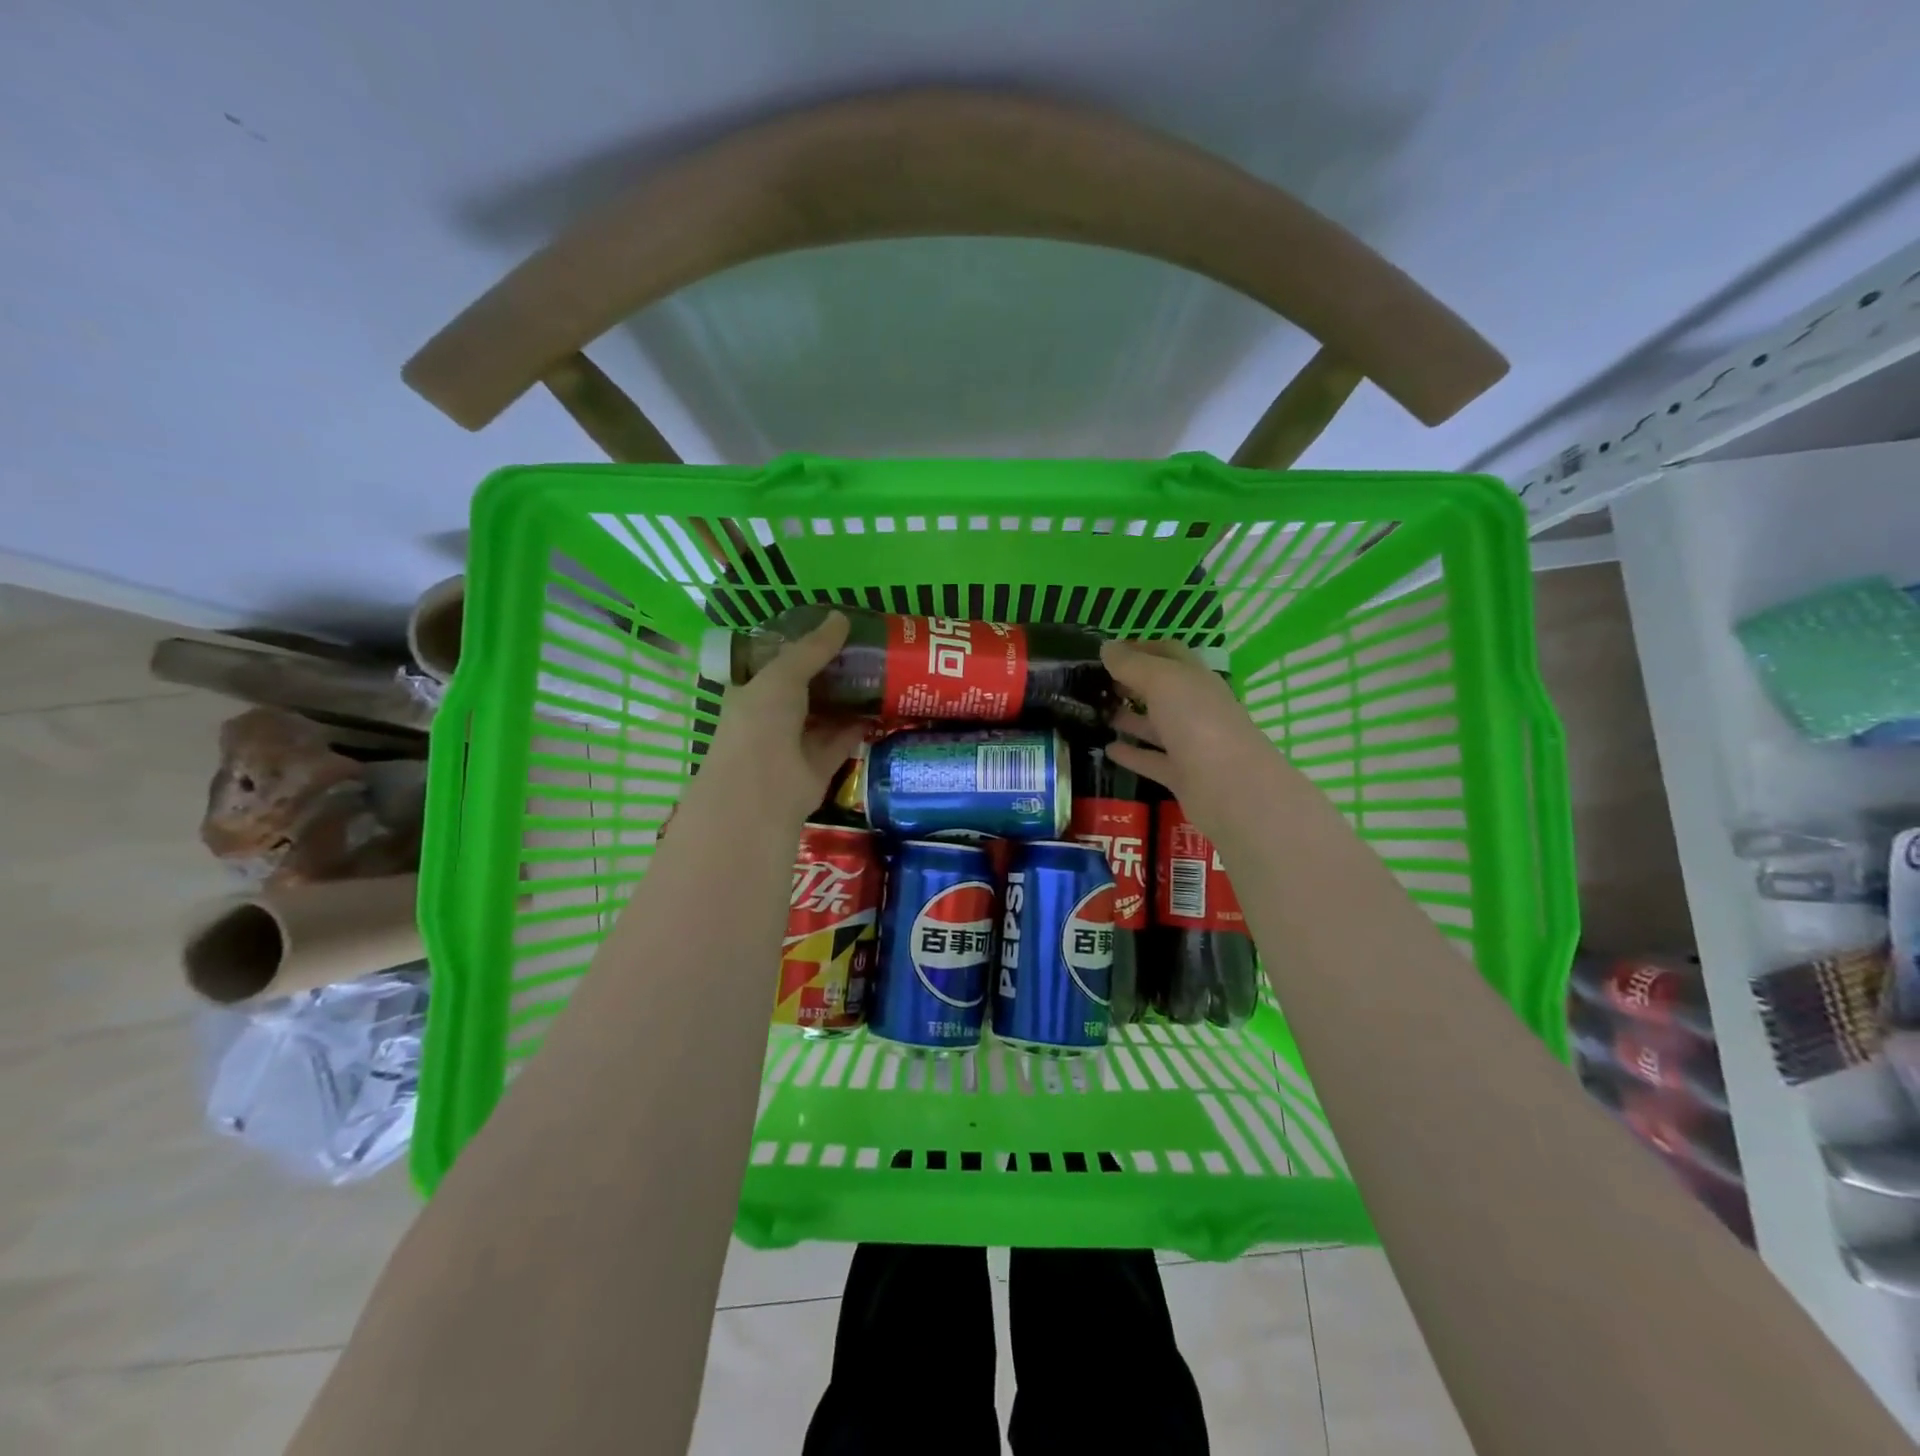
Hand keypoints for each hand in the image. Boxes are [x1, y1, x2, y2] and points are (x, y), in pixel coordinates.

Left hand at [694, 612, 867, 824]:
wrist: (762, 790)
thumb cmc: (761, 723)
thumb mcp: (783, 675)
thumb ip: (813, 648)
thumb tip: (842, 617)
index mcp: (752, 691)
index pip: (779, 663)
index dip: (805, 647)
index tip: (836, 631)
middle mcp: (772, 717)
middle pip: (807, 688)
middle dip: (834, 672)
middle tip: (869, 650)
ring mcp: (795, 743)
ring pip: (827, 715)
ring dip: (850, 698)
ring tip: (882, 672)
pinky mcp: (819, 766)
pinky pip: (842, 740)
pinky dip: (860, 726)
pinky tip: (883, 706)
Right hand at [1101, 638, 1274, 828]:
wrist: (1230, 787)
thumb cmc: (1197, 721)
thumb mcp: (1162, 682)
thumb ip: (1132, 664)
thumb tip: (1106, 647)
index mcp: (1196, 679)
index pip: (1169, 654)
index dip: (1140, 648)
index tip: (1108, 651)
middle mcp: (1195, 708)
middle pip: (1161, 690)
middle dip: (1131, 683)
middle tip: (1095, 682)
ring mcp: (1190, 743)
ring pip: (1155, 726)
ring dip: (1128, 718)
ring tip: (1095, 713)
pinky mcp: (1182, 776)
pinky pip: (1151, 760)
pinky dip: (1131, 754)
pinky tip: (1107, 749)